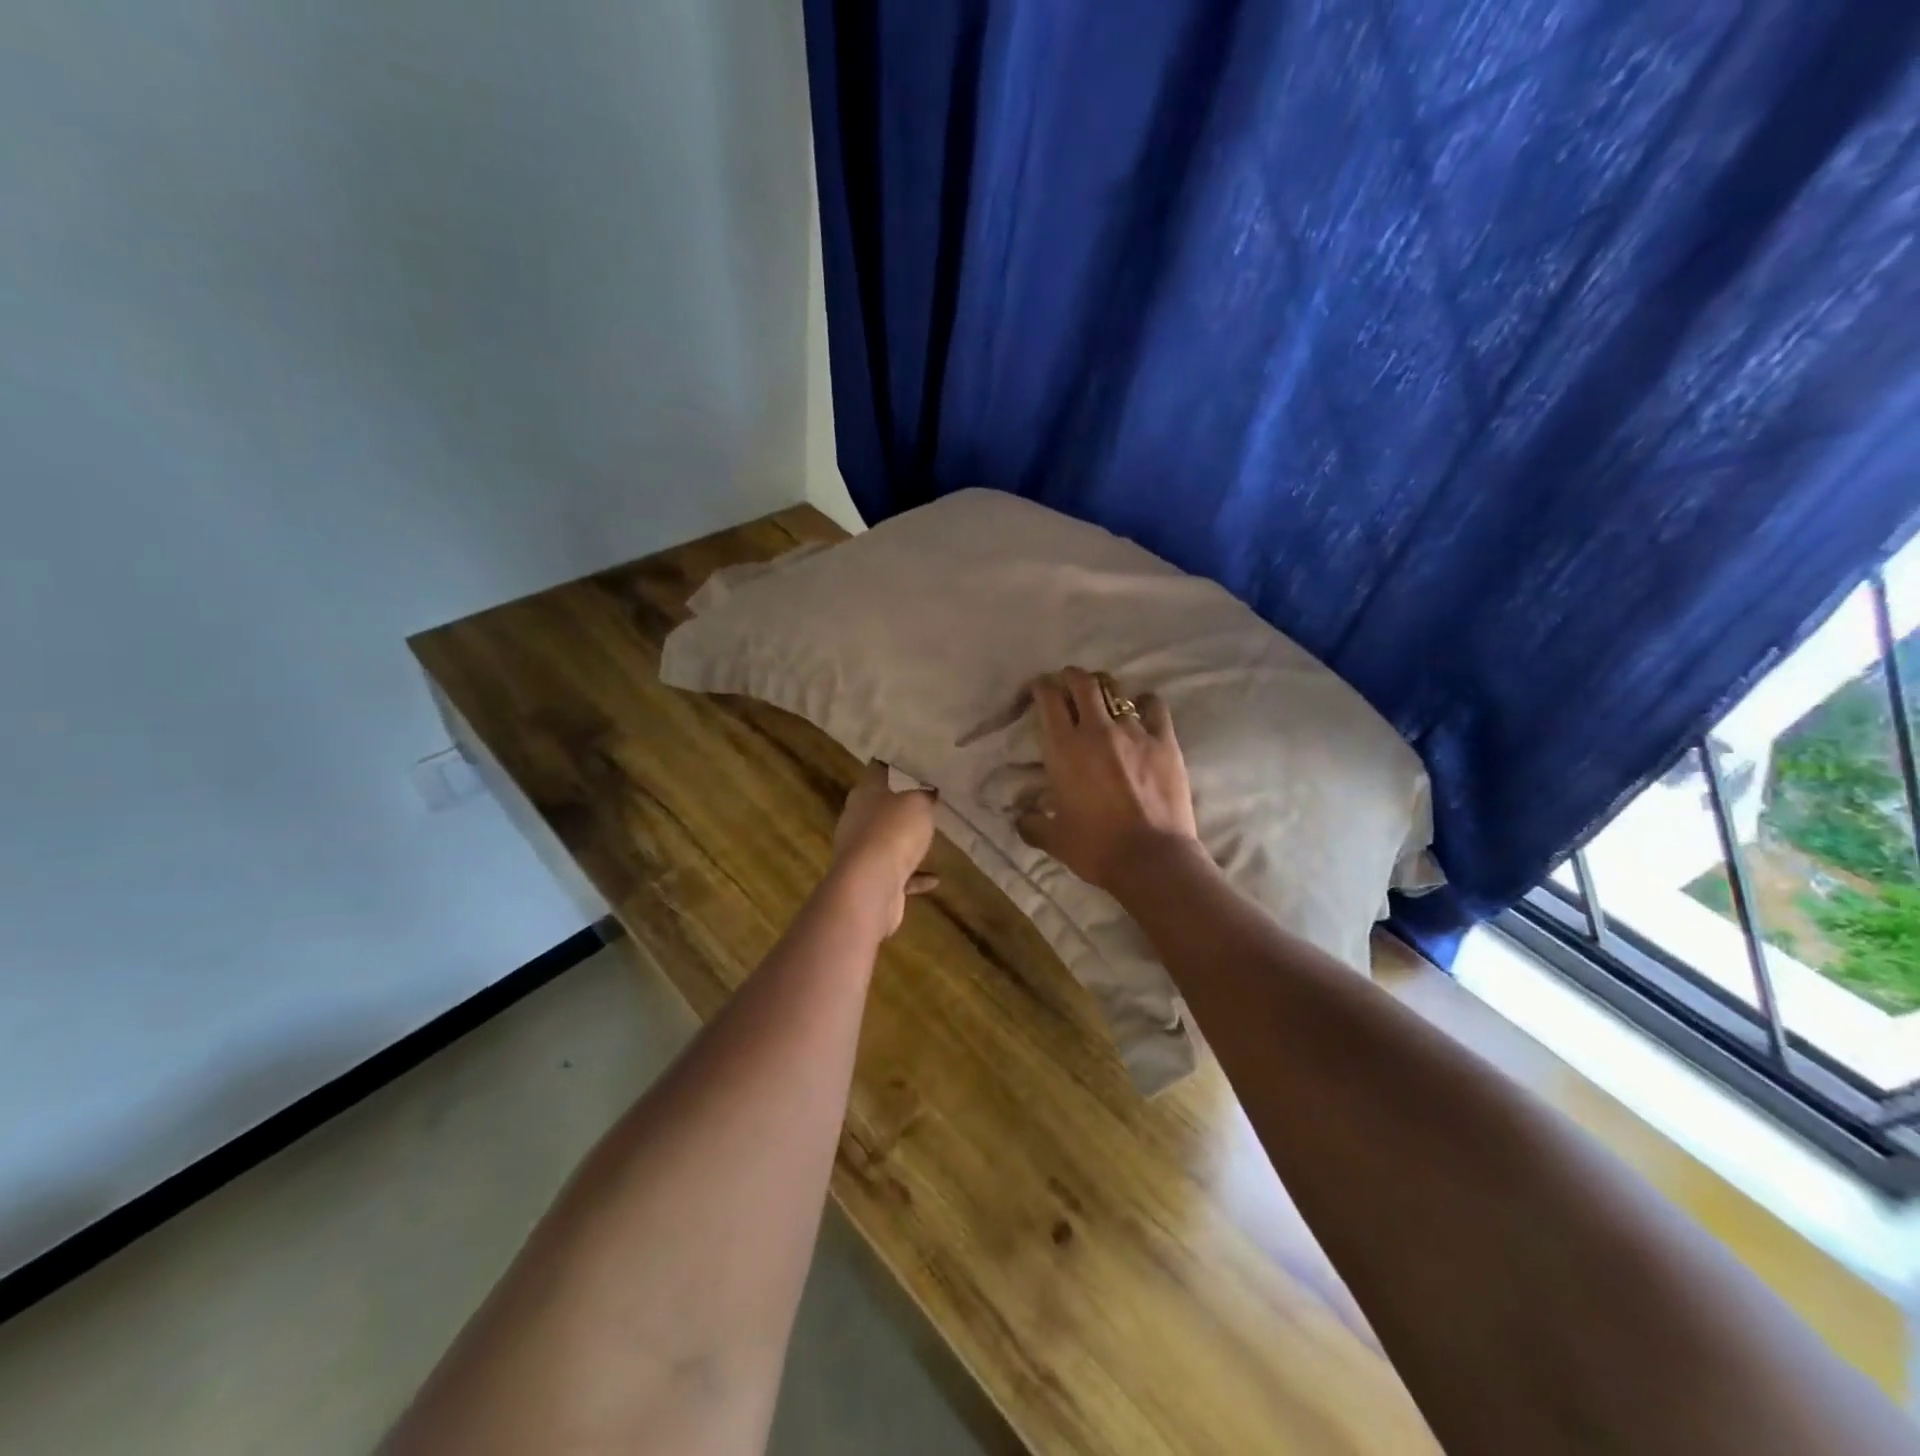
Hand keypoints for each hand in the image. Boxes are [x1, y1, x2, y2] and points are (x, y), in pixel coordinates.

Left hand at [831, 761, 938, 935]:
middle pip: (878, 808)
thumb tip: (928, 791)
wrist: (871, 885)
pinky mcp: (870, 880)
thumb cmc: (893, 831)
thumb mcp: (918, 803)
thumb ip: (924, 795)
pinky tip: (935, 879)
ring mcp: (861, 853)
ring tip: (927, 840)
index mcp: (864, 794)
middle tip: (924, 802)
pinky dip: (914, 876)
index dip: (891, 767)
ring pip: (885, 842)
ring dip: (904, 843)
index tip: (908, 764)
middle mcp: (856, 821)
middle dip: (898, 807)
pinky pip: (896, 874)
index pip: (876, 772)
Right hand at [1014, 668, 1199, 892]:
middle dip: (1071, 677)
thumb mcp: (1054, 839)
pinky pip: (1154, 706)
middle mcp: (1096, 730)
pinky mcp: (1164, 740)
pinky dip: (1145, 703)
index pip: (1048, 699)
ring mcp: (1134, 732)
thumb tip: (1019, 818)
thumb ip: (1031, 824)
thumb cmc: (1096, 849)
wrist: (1151, 859)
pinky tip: (1142, 710)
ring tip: (1103, 697)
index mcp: (1063, 748)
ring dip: (1105, 689)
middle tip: (1068, 684)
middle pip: (1082, 682)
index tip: (1039, 690)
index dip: (1041, 688)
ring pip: (1116, 690)